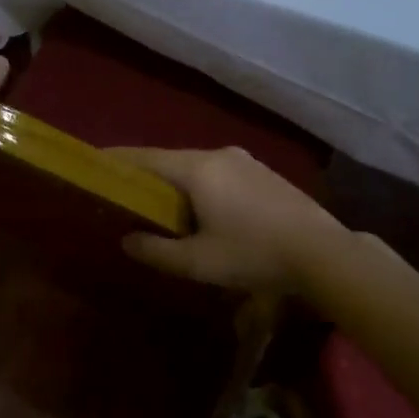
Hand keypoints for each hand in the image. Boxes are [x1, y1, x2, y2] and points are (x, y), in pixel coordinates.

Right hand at [109, 146, 345, 294]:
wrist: (323, 252)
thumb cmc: (253, 254)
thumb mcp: (198, 262)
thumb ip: (157, 250)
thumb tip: (127, 240)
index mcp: (198, 169)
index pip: (145, 158)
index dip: (118, 160)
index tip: (95, 163)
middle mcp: (219, 155)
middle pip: (170, 160)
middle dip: (147, 175)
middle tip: (125, 192)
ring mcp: (245, 161)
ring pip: (196, 166)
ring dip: (176, 182)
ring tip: (162, 205)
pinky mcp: (264, 173)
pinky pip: (219, 173)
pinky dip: (201, 185)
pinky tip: (204, 209)